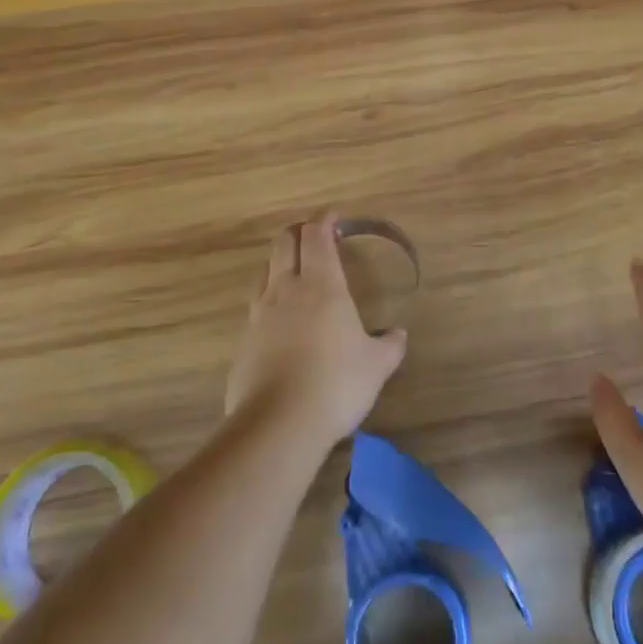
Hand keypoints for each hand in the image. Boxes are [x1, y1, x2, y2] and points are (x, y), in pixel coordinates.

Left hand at [225, 213, 407, 453]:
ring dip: (281, 262)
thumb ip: (390, 345)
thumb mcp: (376, 366)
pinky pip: (256, 305)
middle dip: (300, 232)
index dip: (325, 221)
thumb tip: (398, 334)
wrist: (278, 424)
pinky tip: (282, 321)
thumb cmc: (336, 384)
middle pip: (284, 242)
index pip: (317, 235)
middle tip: (316, 239)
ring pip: (266, 270)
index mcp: (322, 285)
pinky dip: (270, 299)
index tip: (335, 219)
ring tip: (297, 274)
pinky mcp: (244, 340)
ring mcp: (260, 313)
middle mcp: (286, 289)